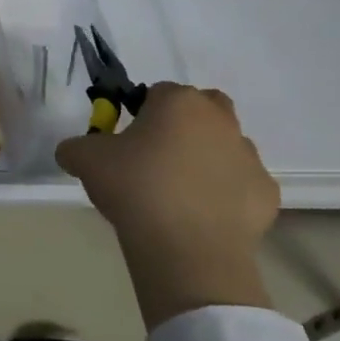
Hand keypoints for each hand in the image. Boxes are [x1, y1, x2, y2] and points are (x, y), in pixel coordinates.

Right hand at [55, 83, 279, 329]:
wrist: (186, 248)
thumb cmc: (135, 188)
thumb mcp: (85, 161)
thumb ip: (76, 147)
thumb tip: (72, 152)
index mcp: (179, 102)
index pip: (157, 92)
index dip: (139, 113)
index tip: (125, 141)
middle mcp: (221, 120)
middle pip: (203, 108)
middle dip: (184, 124)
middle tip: (157, 156)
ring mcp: (249, 156)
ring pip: (225, 146)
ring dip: (206, 159)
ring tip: (177, 192)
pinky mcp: (266, 193)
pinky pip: (241, 185)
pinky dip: (225, 195)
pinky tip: (201, 217)